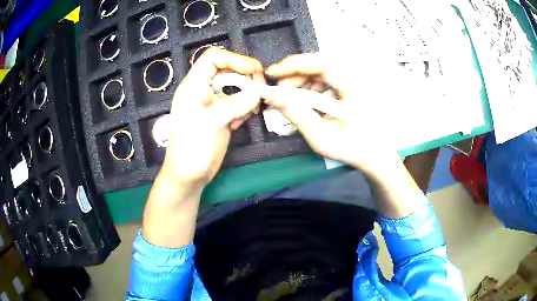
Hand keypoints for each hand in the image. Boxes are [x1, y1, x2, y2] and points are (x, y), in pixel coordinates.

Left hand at [161, 48, 263, 187]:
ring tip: (250, 110)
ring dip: (247, 95)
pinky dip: (244, 108)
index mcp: (194, 85)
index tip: (253, 71)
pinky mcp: (220, 116)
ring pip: (235, 87)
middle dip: (246, 77)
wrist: (189, 174)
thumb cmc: (193, 146)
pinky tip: (239, 123)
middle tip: (259, 90)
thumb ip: (238, 102)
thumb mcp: (213, 120)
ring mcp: (213, 103)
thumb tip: (259, 90)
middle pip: (228, 70)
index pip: (213, 57)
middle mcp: (203, 90)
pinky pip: (237, 103)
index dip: (234, 59)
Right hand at [263, 53, 422, 218]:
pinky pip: (327, 77)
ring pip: (321, 70)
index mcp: (353, 88)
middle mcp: (355, 78)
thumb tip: (271, 96)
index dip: (293, 65)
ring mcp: (354, 80)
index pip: (320, 64)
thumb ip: (296, 115)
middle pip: (319, 64)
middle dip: (294, 74)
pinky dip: (312, 85)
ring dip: (302, 80)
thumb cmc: (352, 148)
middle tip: (279, 90)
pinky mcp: (351, 84)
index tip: (272, 73)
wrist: (376, 153)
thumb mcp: (321, 137)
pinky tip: (307, 99)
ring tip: (291, 98)